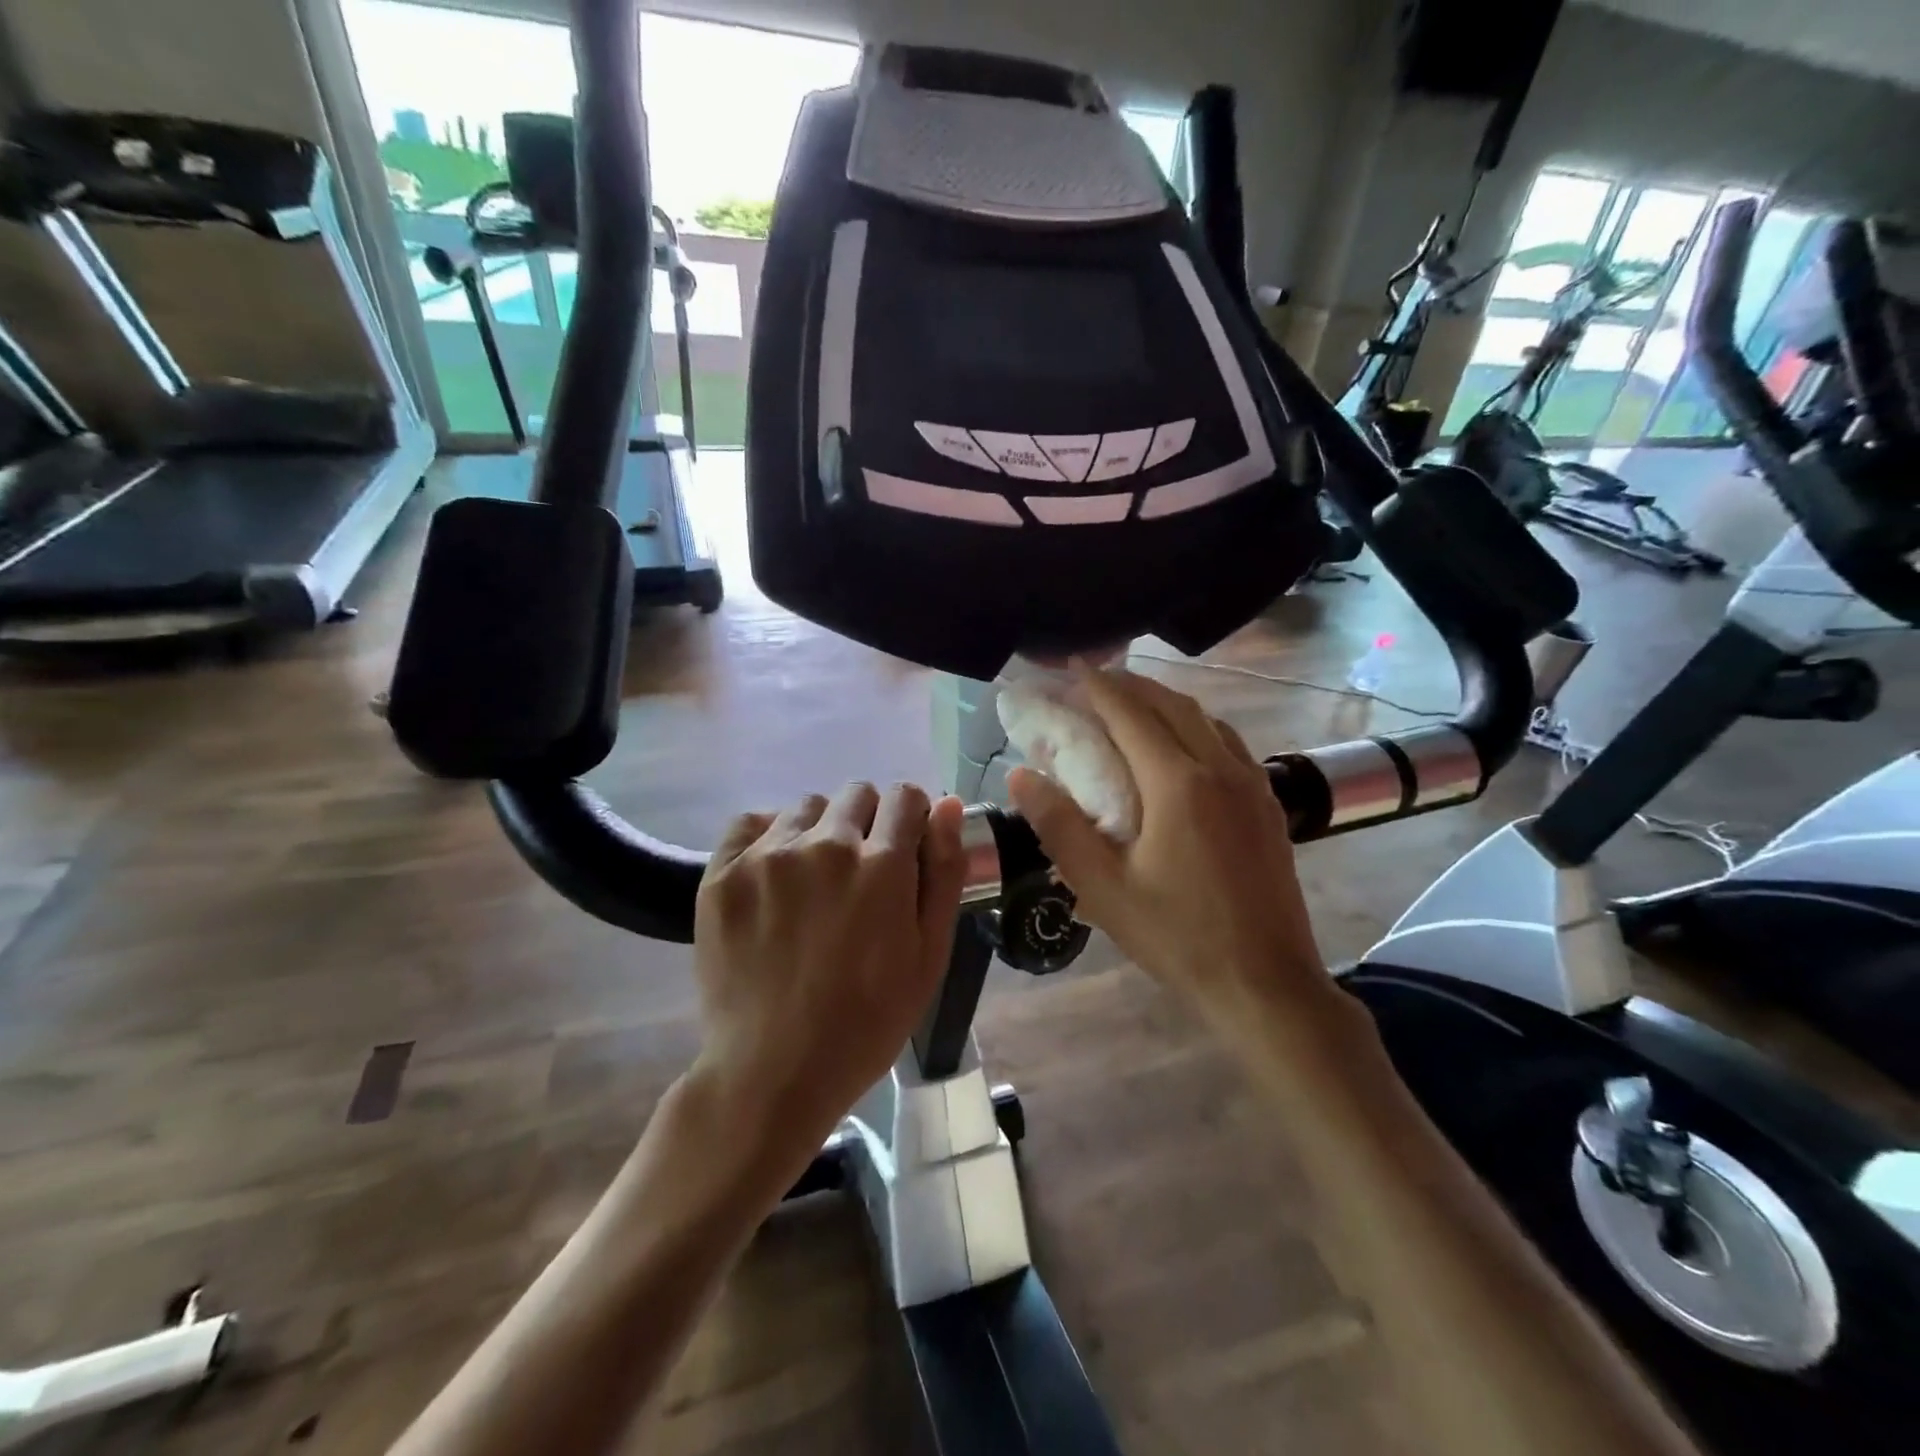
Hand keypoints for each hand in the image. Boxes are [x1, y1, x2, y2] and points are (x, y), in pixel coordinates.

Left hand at [690, 783, 966, 1158]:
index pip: (905, 797)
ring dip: (819, 830)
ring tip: (811, 882)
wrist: (773, 1072)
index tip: (904, 849)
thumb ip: (944, 873)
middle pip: (858, 794)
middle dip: (869, 824)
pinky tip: (772, 878)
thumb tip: (948, 805)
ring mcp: (768, 856)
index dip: (912, 819)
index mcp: (882, 865)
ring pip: (807, 807)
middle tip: (859, 876)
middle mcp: (825, 844)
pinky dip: (767, 837)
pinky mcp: (721, 873)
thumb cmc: (867, 1022)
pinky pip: (750, 822)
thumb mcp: (929, 956)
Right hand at [1007, 668, 1337, 1031]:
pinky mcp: (1268, 805)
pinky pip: (1229, 743)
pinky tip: (1184, 745)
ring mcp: (1252, 785)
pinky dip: (1198, 726)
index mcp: (1179, 784)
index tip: (1073, 665)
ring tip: (1134, 702)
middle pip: (1172, 705)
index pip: (1131, 714)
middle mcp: (1220, 769)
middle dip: (1131, 685)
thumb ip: (1060, 825)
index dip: (1099, 686)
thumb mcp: (1103, 887)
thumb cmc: (1177, 937)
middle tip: (1096, 678)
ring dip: (1167, 701)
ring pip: (1207, 720)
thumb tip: (1021, 774)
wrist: (1266, 984)